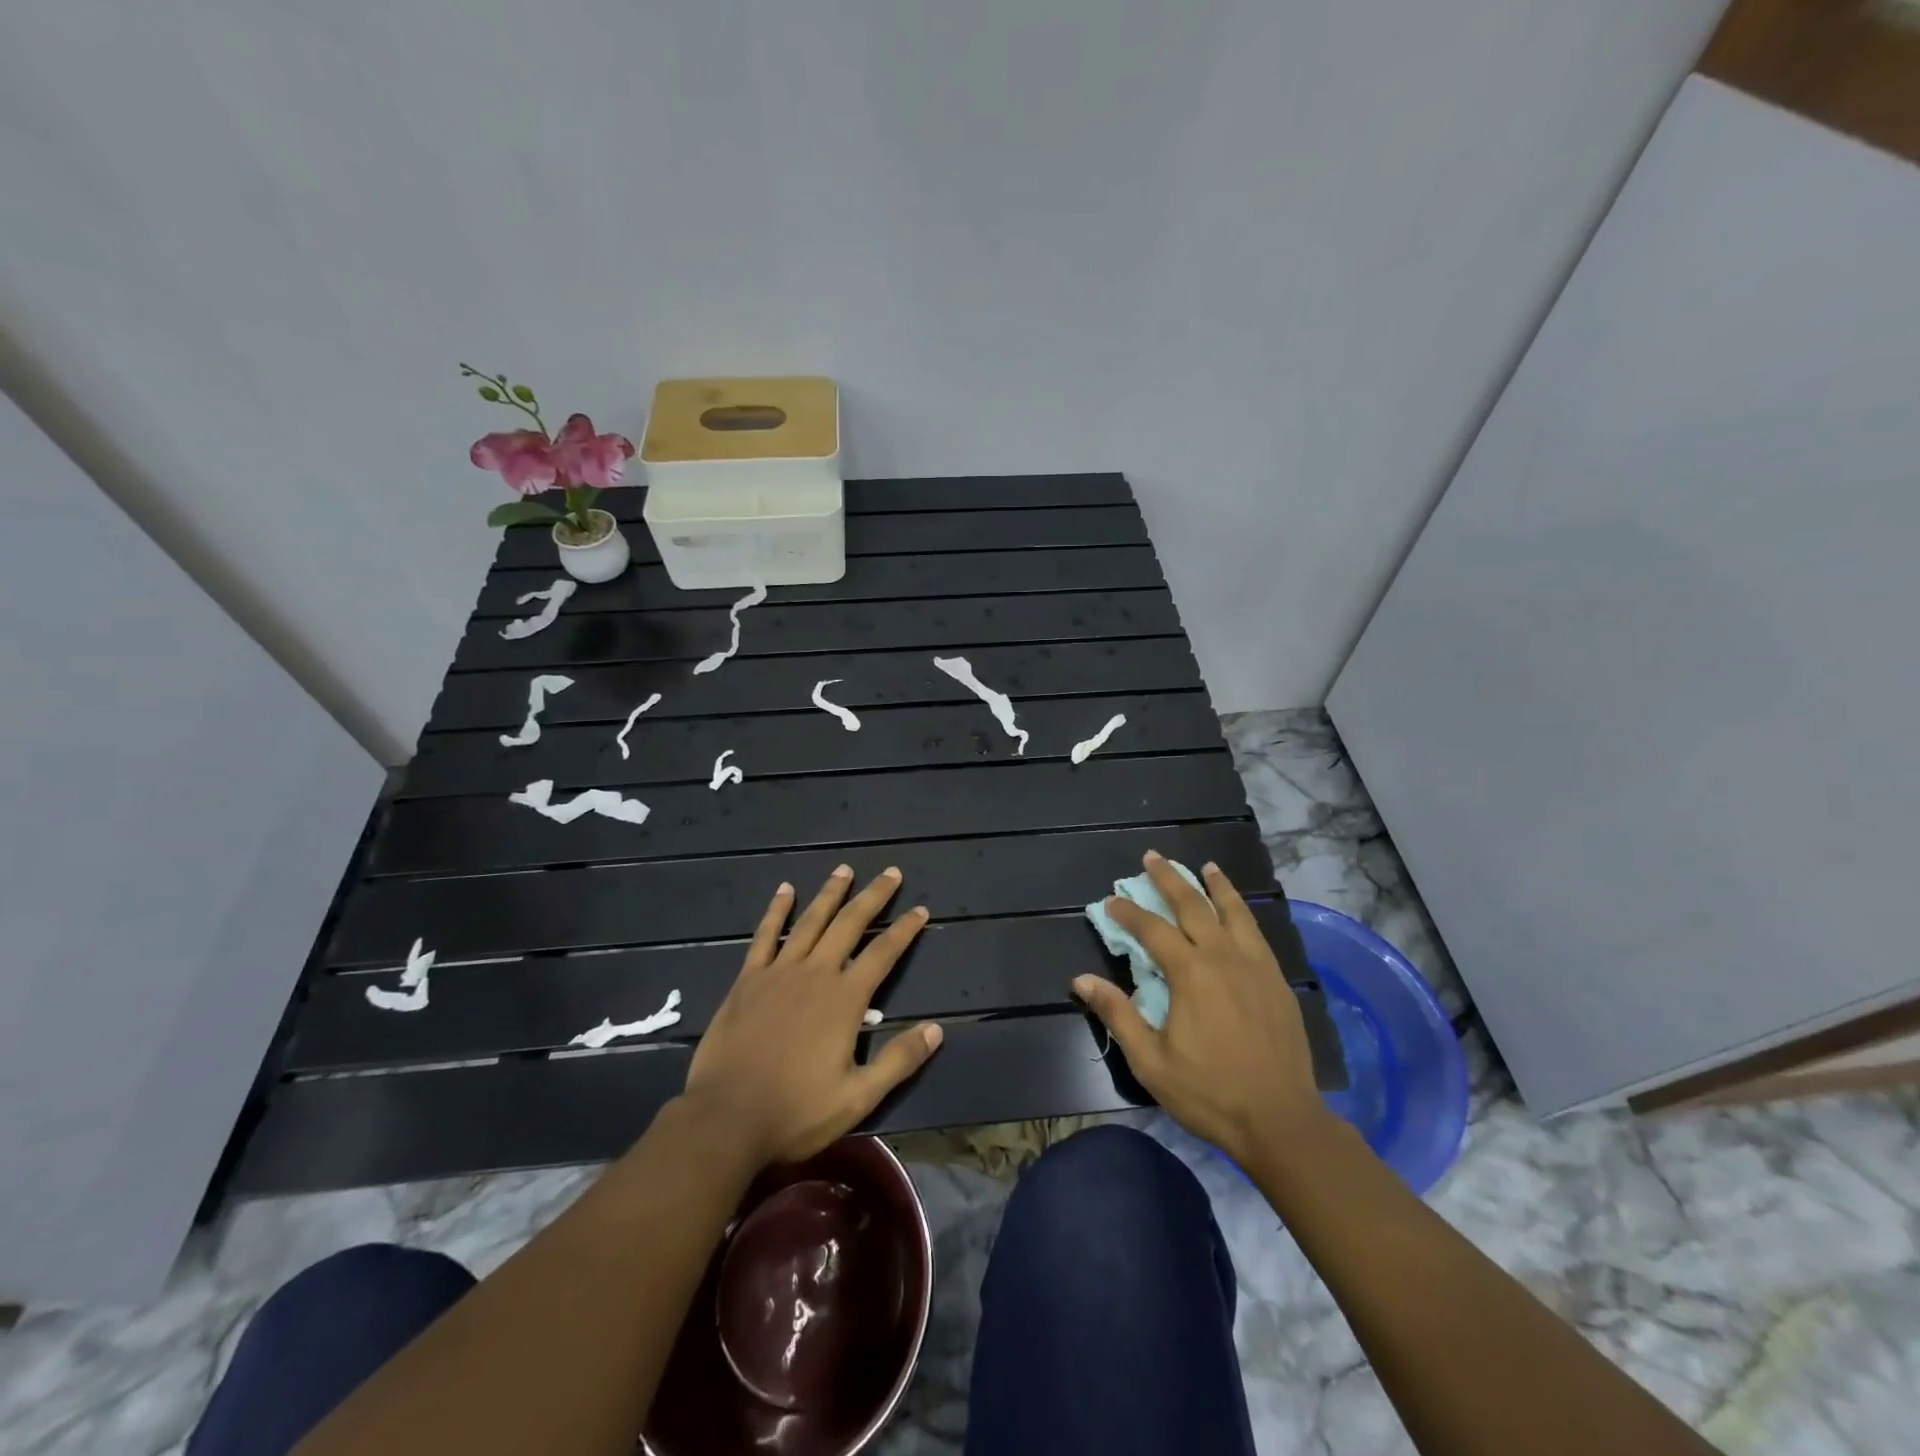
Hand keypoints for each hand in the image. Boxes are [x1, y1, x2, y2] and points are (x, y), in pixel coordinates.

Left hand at [683, 866, 943, 1165]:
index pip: (884, 953)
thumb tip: (936, 1029)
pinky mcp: (748, 979)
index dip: (905, 930)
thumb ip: (899, 1060)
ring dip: (830, 893)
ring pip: (811, 921)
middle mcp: (816, 973)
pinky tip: (785, 890)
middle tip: (891, 872)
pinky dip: (777, 910)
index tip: (921, 909)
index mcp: (845, 999)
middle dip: (874, 896)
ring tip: (845, 869)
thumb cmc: (796, 1111)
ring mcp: (779, 972)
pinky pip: (765, 935)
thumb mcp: (859, 1097)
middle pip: (850, 924)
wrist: (726, 1118)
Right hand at [1073, 851, 1326, 1165]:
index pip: (1152, 930)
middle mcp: (1224, 958)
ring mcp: (1256, 966)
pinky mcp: (1277, 981)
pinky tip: (1239, 911)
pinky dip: (1244, 912)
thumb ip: (1117, 1015)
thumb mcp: (1151, 1061)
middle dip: (1169, 879)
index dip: (1128, 912)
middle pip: (1193, 906)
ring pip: (1234, 912)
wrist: (1282, 1120)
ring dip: (1216, 886)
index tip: (1111, 900)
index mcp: (1191, 974)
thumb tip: (1081, 980)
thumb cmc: (1210, 1093)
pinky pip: (1257, 933)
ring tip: (1206, 866)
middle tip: (1153, 857)